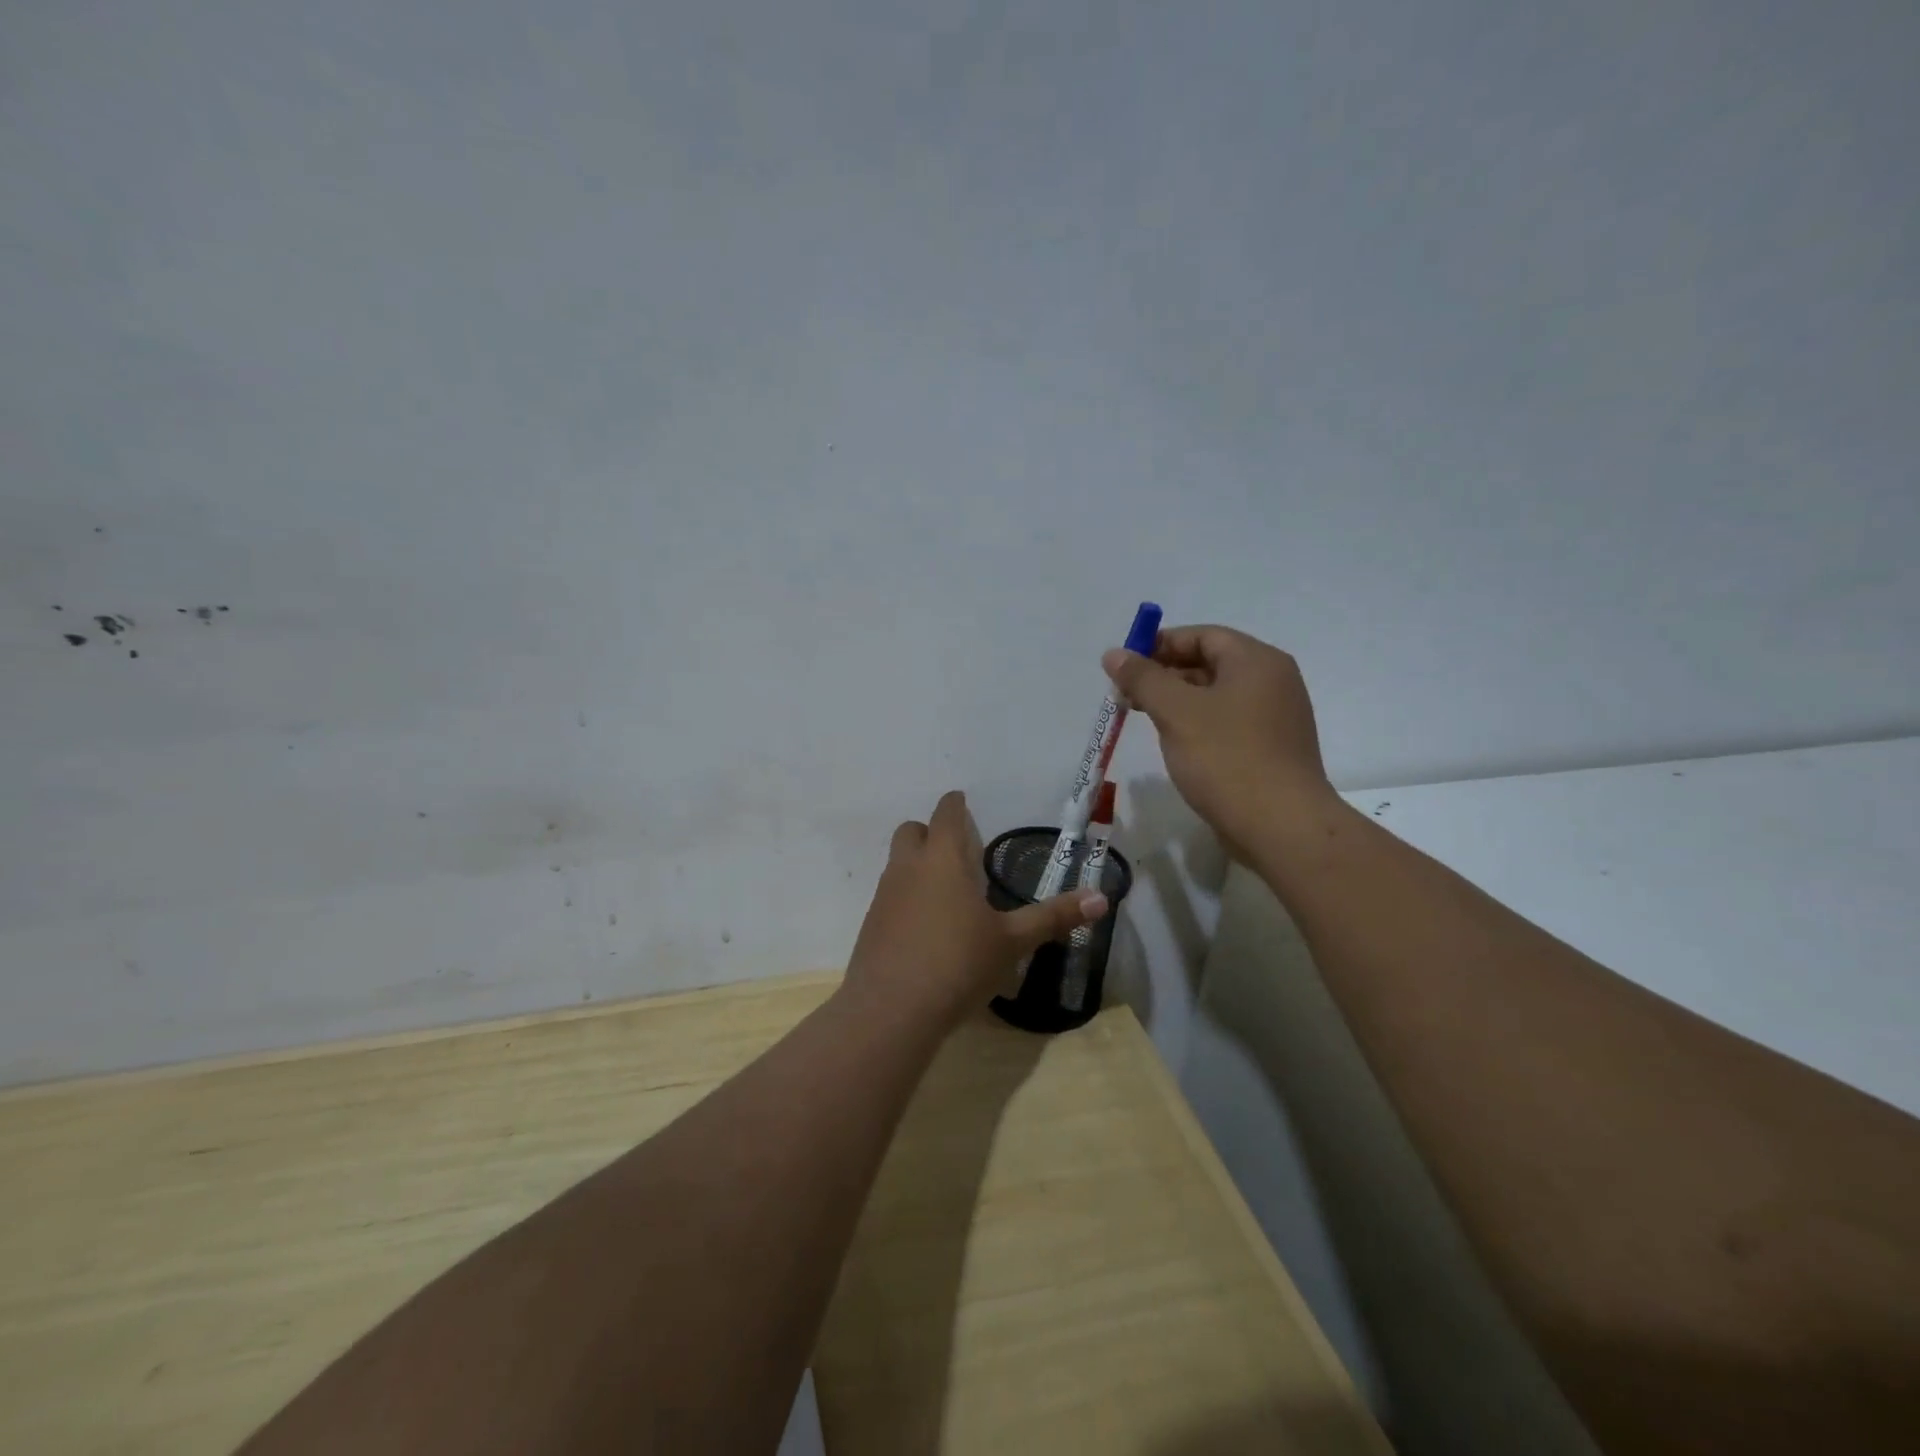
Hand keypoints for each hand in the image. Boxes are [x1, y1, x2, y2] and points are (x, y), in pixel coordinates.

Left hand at [843, 791, 1107, 1030]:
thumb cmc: (958, 963)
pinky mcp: (870, 925)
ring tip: (947, 893)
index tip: (963, 803)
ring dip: (917, 866)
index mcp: (943, 859)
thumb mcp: (1012, 942)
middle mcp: (908, 868)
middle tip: (958, 852)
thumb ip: (1053, 917)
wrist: (891, 1010)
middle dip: (930, 832)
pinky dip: (906, 899)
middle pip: (911, 831)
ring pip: (897, 863)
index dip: (955, 804)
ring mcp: (884, 896)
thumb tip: (1102, 898)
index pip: (946, 814)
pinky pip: (889, 896)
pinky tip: (926, 930)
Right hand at [1102, 625, 1339, 852]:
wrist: (1281, 826)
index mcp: (1257, 661)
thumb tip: (1114, 654)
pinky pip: (1228, 722)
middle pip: (1210, 663)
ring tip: (1144, 718)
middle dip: (1165, 674)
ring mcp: (1276, 717)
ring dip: (1178, 701)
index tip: (1125, 665)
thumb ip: (1143, 678)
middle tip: (1127, 694)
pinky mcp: (1271, 748)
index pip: (1202, 636)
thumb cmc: (1227, 758)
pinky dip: (1198, 724)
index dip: (1160, 644)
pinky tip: (1176, 743)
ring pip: (1217, 695)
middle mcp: (1273, 681)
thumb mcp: (1176, 712)